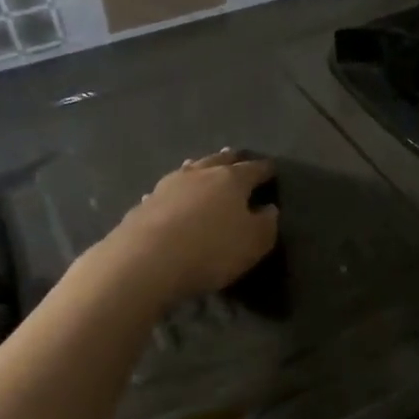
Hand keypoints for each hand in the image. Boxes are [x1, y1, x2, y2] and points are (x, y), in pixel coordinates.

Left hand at [92, 150, 277, 307]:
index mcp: (232, 180)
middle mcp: (200, 174)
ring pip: (190, 170)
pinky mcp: (145, 204)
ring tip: (203, 166)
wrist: (146, 261)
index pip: (254, 169)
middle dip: (231, 159)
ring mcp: (168, 186)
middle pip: (219, 161)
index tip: (272, 169)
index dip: (265, 169)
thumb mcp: (255, 243)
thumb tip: (269, 208)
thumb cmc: (211, 250)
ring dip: (200, 168)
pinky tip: (171, 196)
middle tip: (237, 157)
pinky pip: (166, 190)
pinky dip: (175, 191)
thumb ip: (267, 223)